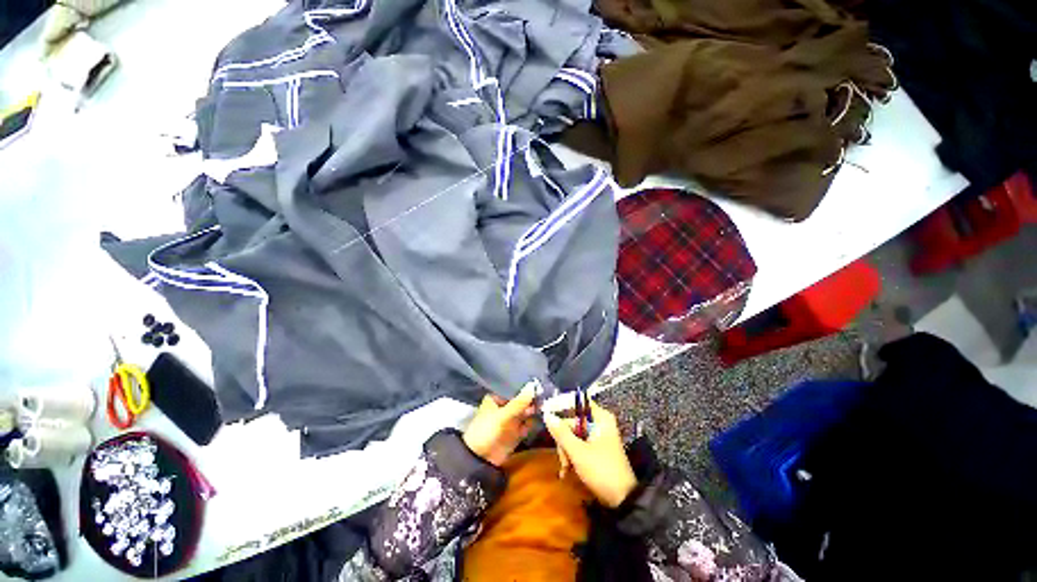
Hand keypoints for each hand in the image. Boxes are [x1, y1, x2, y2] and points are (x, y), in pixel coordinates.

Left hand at [463, 383, 536, 465]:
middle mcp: (504, 406)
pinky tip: (541, 417)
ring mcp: (510, 419)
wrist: (481, 459)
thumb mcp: (503, 415)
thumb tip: (533, 385)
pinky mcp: (516, 432)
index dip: (525, 386)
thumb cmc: (487, 430)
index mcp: (496, 398)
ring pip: (525, 411)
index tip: (538, 383)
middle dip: (531, 398)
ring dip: (534, 409)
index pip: (513, 388)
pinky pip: (527, 423)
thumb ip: (519, 402)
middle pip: (521, 399)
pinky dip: (533, 421)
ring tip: (544, 406)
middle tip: (544, 395)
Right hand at [544, 400, 637, 507]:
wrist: (622, 500)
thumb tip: (547, 415)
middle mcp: (599, 423)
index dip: (562, 403)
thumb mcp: (578, 452)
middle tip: (561, 456)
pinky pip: (577, 444)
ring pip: (573, 434)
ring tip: (565, 467)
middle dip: (563, 438)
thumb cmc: (602, 470)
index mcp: (600, 418)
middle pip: (572, 420)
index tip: (547, 410)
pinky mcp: (595, 449)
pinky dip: (571, 455)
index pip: (578, 401)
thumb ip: (561, 432)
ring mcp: (597, 436)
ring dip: (565, 450)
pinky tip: (567, 471)